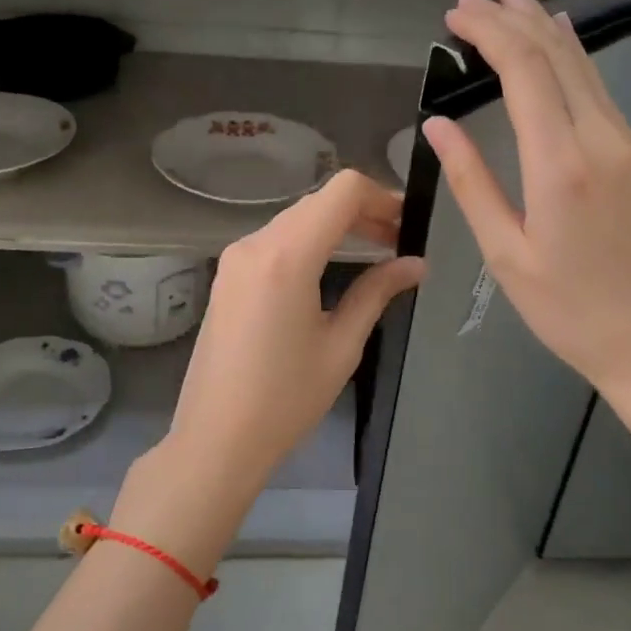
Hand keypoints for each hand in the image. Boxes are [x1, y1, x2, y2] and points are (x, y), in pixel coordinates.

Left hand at [115, 171, 424, 569]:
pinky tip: (332, 266)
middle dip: (363, 211)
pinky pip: (276, 239)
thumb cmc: (285, 400)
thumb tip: (415, 264)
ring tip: (374, 252)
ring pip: (297, 218)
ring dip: (336, 225)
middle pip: (319, 201)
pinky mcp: (227, 274)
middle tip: (398, 241)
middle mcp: (255, 243)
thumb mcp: (341, 345)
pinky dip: (309, 241)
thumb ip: (378, 292)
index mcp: (286, 256)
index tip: (408, 224)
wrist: (215, 439)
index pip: (342, 191)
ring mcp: (235, 257)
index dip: (382, 197)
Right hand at [423, 0, 630, 433]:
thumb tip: (437, 124)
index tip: (454, 14)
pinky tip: (561, 44)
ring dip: (544, 27)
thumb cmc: (571, 312)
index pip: (523, 70)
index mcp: (561, 163)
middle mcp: (600, 139)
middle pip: (555, 55)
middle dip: (511, 18)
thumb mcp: (507, 254)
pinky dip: (572, 57)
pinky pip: (601, 89)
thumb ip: (472, 181)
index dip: (488, 32)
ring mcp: (628, 144)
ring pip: (583, 66)